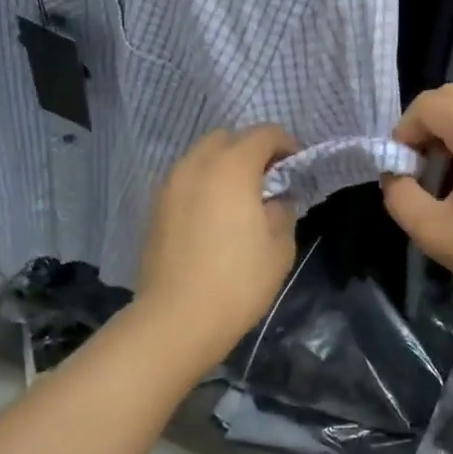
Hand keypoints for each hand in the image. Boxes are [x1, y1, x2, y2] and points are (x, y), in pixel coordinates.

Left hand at [134, 125, 300, 367]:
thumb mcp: (279, 247)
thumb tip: (275, 201)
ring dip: (223, 166)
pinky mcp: (155, 208)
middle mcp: (197, 165)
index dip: (286, 144)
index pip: (264, 134)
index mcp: (232, 167)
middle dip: (250, 150)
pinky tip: (214, 215)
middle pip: (227, 138)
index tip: (297, 166)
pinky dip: (203, 185)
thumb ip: (282, 212)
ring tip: (239, 198)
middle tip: (268, 179)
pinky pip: (185, 181)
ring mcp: (170, 185)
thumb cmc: (238, 281)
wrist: (176, 319)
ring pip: (201, 158)